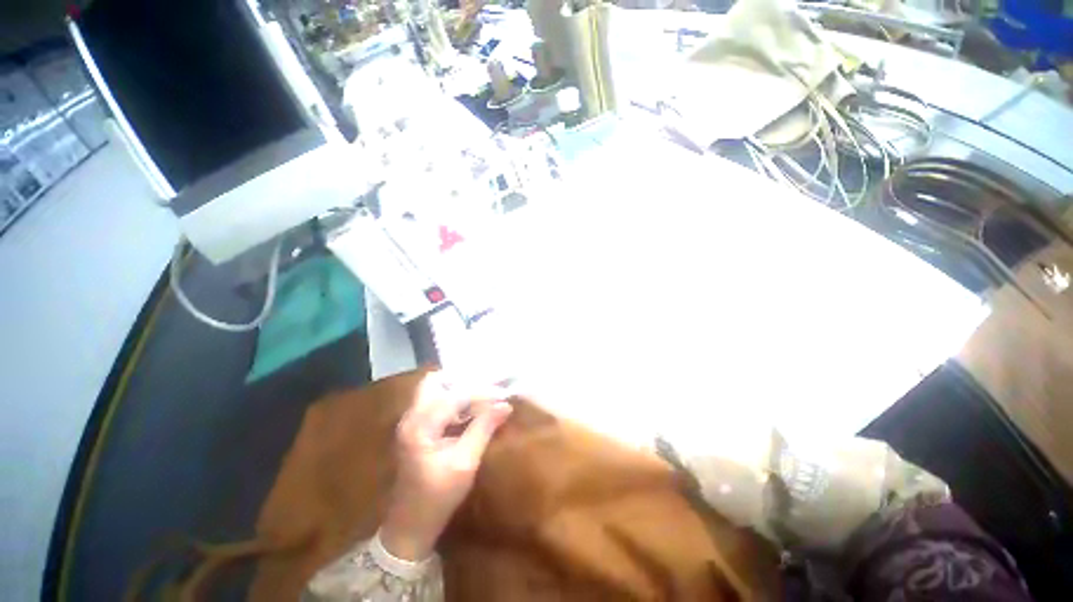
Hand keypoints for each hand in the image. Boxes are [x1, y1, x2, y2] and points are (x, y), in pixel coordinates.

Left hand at [380, 372, 512, 560]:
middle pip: (435, 382)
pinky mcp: (416, 428)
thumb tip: (506, 405)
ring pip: (435, 390)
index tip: (502, 394)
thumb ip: (484, 429)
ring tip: (483, 397)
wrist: (410, 525)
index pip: (454, 396)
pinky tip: (471, 410)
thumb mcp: (464, 463)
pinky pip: (435, 403)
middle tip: (486, 388)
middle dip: (462, 381)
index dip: (480, 393)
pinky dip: (453, 401)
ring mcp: (411, 422)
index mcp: (420, 426)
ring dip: (459, 390)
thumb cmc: (437, 497)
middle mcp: (411, 417)